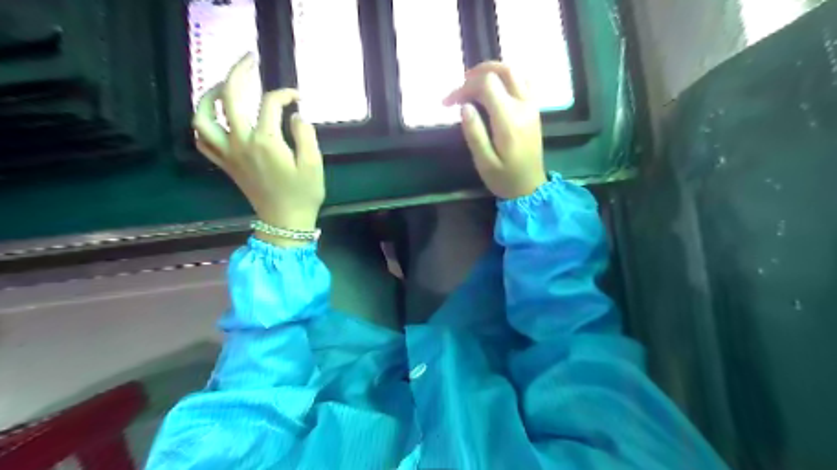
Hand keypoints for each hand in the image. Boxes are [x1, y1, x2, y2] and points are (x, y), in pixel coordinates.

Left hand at [193, 53, 326, 247]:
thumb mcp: (313, 164)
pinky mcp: (225, 164)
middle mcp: (241, 142)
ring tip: (222, 85)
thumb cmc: (303, 194)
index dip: (286, 94)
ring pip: (204, 117)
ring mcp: (229, 154)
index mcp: (266, 141)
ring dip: (209, 95)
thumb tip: (295, 115)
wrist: (285, 221)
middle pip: (230, 97)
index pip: (270, 104)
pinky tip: (213, 118)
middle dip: (238, 72)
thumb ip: (305, 135)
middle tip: (249, 60)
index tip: (299, 97)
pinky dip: (202, 125)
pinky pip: (202, 141)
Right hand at [441, 60, 546, 197]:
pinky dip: (507, 77)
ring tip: (475, 84)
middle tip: (461, 86)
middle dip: (478, 72)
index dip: (464, 87)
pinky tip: (495, 89)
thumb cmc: (504, 178)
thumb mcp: (484, 163)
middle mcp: (524, 106)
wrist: (530, 188)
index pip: (487, 85)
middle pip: (504, 70)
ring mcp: (532, 106)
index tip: (449, 102)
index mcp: (509, 120)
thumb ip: (474, 134)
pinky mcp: (535, 109)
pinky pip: (524, 81)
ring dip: (493, 71)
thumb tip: (464, 106)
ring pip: (516, 72)